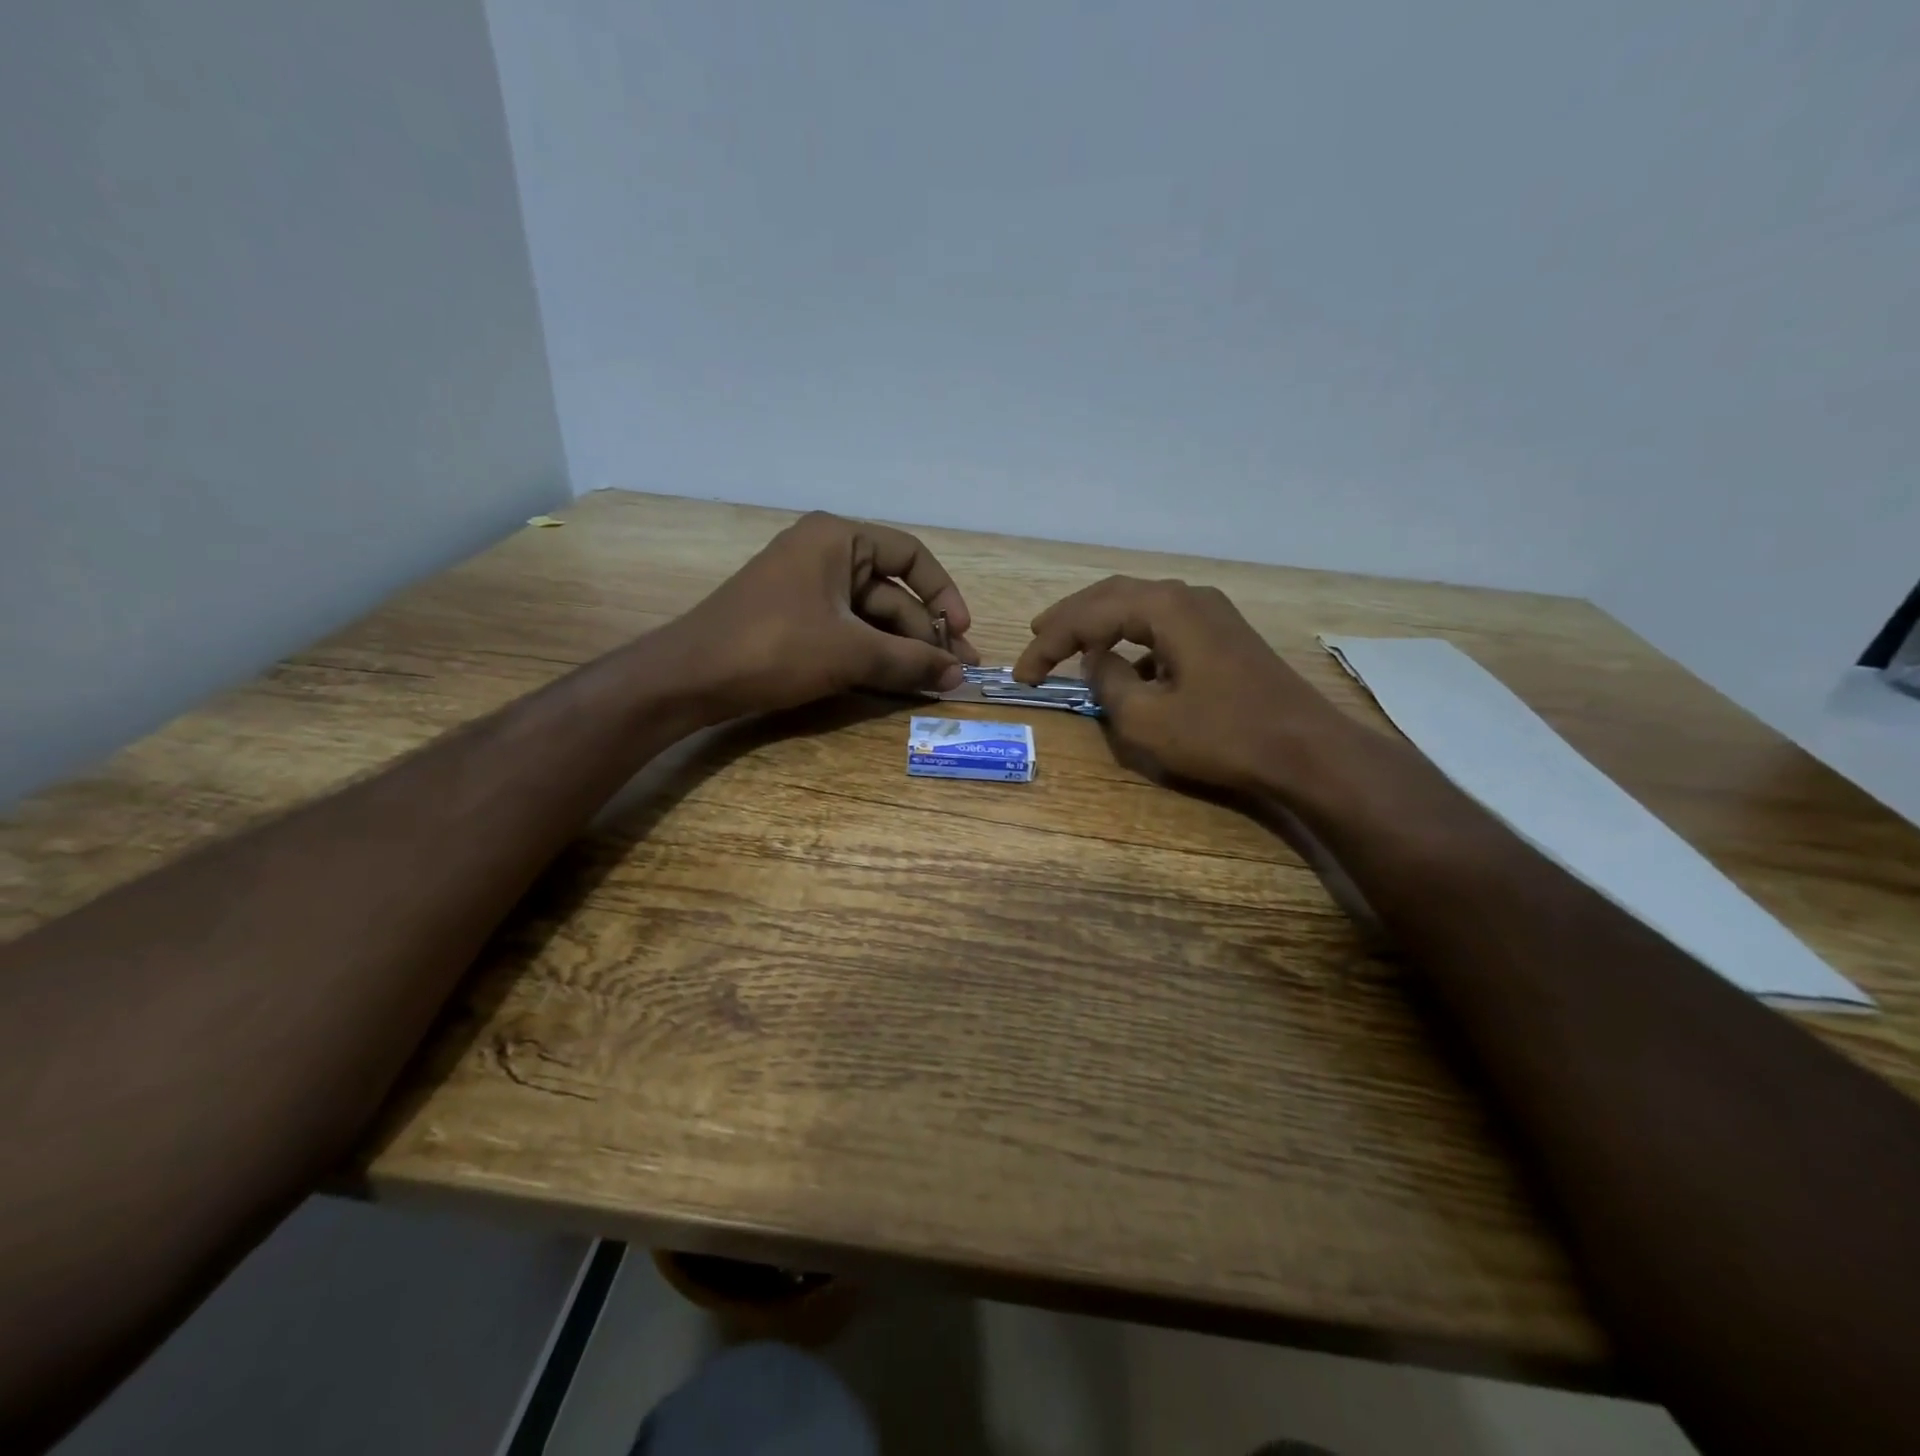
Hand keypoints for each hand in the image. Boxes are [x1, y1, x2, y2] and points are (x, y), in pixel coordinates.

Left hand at [669, 512, 980, 716]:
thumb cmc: (775, 647)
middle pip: (893, 591)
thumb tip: (959, 676)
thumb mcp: (850, 652)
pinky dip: (873, 655)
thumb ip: (910, 661)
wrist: (691, 677)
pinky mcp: (796, 620)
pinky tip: (898, 681)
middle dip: (925, 633)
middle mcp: (825, 554)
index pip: (911, 555)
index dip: (943, 594)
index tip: (961, 633)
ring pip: (871, 617)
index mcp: (838, 539)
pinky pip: (847, 632)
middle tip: (955, 673)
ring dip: (902, 649)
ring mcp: (808, 589)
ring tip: (934, 683)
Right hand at [1014, 576, 1354, 791]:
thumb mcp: (1147, 720)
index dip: (1048, 643)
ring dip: (1102, 624)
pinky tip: (1126, 667)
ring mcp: (1212, 614)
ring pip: (1141, 607)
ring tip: (1070, 643)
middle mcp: (1188, 597)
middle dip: (1071, 618)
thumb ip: (1109, 684)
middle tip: (1036, 635)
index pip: (1090, 615)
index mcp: (1165, 608)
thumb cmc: (1222, 735)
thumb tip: (1098, 662)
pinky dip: (1135, 641)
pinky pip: (1165, 626)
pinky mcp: (1225, 636)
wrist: (1306, 750)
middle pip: (1114, 596)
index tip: (1022, 674)